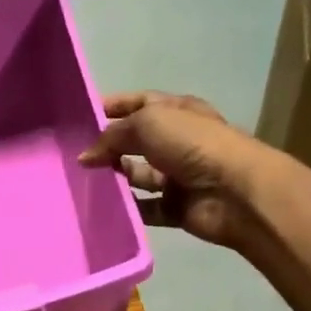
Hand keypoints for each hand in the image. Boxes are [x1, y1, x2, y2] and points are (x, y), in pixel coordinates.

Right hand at [79, 92, 273, 249]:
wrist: (235, 191)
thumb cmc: (193, 144)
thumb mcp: (148, 123)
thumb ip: (113, 135)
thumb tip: (86, 156)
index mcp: (177, 111)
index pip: (140, 103)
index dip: (113, 106)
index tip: (81, 117)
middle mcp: (178, 141)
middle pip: (136, 140)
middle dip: (109, 145)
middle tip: (74, 154)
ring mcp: (178, 175)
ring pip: (138, 174)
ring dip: (115, 176)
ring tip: (83, 181)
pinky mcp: (176, 207)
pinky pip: (145, 207)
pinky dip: (127, 208)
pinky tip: (102, 207)